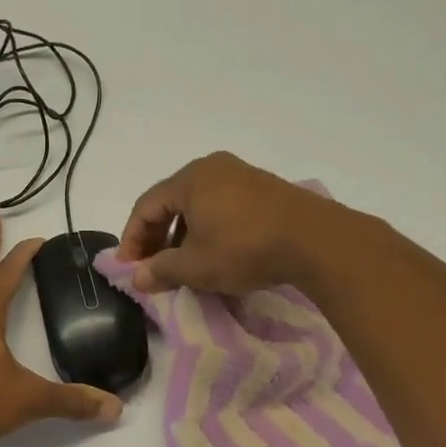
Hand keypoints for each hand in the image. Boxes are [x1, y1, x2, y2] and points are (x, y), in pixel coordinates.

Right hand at [116, 151, 341, 294]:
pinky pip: (221, 206)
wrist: (316, 241)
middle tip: (151, 267)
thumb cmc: (244, 248)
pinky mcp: (264, 189)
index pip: (145, 206)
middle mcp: (213, 168)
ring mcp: (241, 176)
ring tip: (181, 265)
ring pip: (197, 205)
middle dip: (156, 237)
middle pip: (170, 202)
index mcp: (190, 179)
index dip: (131, 239)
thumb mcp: (195, 266)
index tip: (129, 268)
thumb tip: (137, 278)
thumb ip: (161, 270)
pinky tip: (213, 254)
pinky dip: (207, 229)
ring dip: (182, 235)